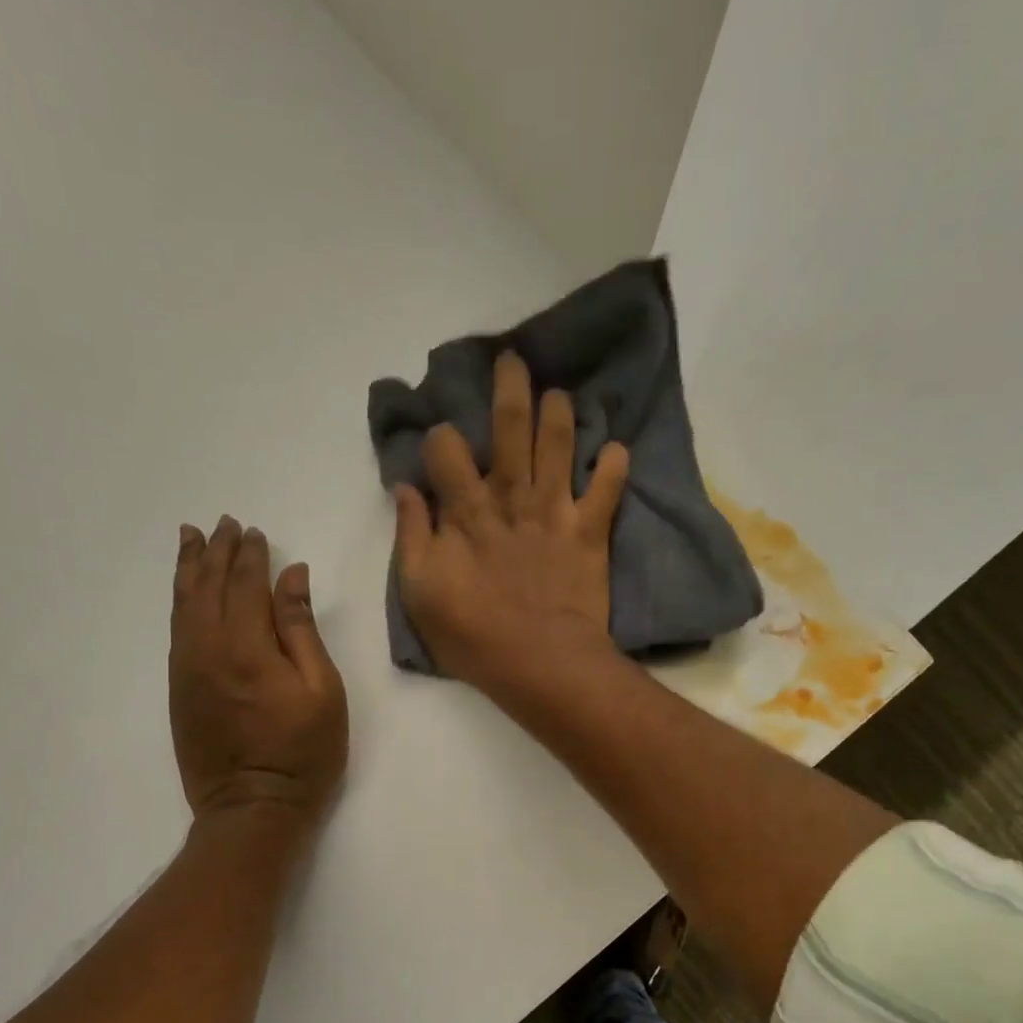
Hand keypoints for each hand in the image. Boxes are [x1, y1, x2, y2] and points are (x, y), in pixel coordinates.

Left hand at [170, 517, 347, 840]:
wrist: (252, 808)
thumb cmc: (303, 752)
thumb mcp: (322, 690)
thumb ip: (302, 629)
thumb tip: (292, 577)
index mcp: (248, 647)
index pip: (247, 584)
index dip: (251, 555)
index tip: (254, 532)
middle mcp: (209, 649)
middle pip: (208, 586)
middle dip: (216, 552)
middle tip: (222, 524)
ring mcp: (188, 669)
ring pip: (183, 605)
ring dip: (188, 569)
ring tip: (190, 539)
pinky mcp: (179, 689)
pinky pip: (175, 631)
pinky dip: (179, 602)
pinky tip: (185, 591)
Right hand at [394, 351, 629, 694]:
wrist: (541, 662)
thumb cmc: (473, 634)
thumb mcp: (419, 592)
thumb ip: (412, 536)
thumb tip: (406, 489)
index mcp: (466, 511)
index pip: (447, 450)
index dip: (440, 439)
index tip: (440, 445)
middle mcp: (511, 497)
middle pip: (509, 428)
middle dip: (510, 389)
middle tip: (514, 360)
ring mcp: (554, 511)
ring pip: (559, 445)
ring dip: (560, 413)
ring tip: (560, 393)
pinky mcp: (589, 532)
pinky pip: (607, 490)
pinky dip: (613, 466)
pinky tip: (615, 449)